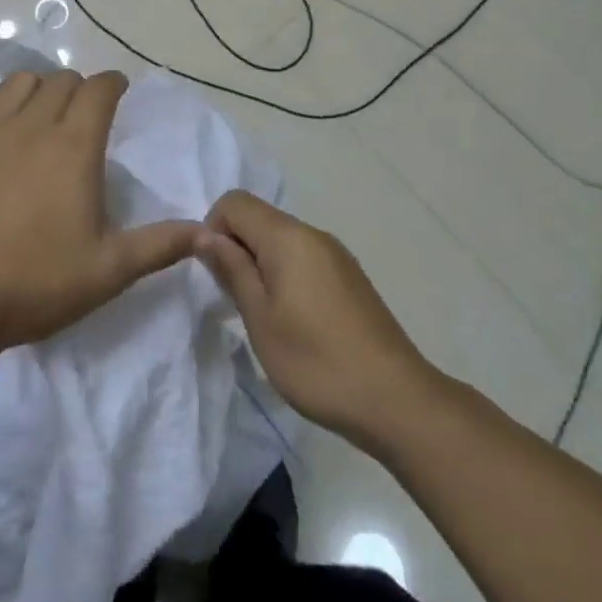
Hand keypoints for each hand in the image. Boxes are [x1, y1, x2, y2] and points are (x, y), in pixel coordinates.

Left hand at [0, 70, 203, 352]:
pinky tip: (0, 126)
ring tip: (43, 112)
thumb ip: (159, 245)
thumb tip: (206, 231)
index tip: (119, 91)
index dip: (113, 83)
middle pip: (61, 80)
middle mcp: (33, 124)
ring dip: (39, 88)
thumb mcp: (108, 271)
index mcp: (74, 145)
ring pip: (20, 82)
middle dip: (80, 88)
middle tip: (85, 112)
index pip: (99, 89)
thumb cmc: (35, 282)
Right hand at [199, 191, 434, 452]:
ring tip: (263, 316)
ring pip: (281, 240)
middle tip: (235, 301)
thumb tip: (206, 234)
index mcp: (288, 237)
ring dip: (260, 265)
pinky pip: (304, 258)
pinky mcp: (349, 277)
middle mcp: (313, 234)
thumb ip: (232, 270)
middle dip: (236, 248)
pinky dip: (285, 275)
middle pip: (259, 218)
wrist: (396, 399)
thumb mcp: (261, 319)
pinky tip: (294, 322)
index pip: (234, 202)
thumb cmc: (316, 361)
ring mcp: (336, 255)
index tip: (215, 274)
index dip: (213, 228)